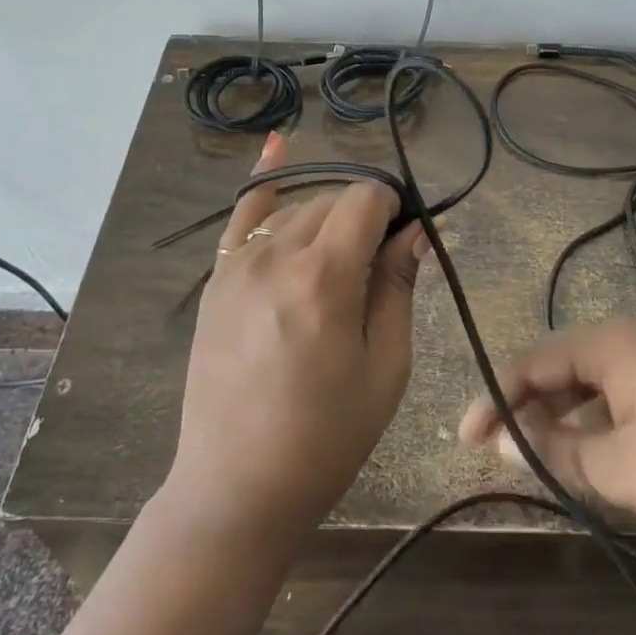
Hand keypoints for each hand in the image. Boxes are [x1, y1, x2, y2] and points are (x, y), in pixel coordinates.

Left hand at [165, 132, 428, 545]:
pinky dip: (263, 180)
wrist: (236, 488)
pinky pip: (242, 215)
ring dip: (328, 219)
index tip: (407, 236)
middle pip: (333, 201)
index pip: (367, 200)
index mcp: (324, 278)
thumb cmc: (325, 438)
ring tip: (343, 260)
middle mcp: (276, 255)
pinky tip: (276, 147)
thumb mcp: (384, 368)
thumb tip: (418, 230)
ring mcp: (238, 264)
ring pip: (298, 210)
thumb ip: (398, 287)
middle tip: (380, 264)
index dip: (394, 208)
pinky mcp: (217, 278)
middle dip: (364, 216)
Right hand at [458, 316, 635, 545]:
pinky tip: (590, 451)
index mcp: (610, 342)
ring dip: (562, 415)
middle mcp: (631, 333)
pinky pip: (620, 389)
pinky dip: (596, 418)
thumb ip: (556, 453)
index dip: (495, 399)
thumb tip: (507, 444)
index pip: (533, 362)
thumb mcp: (619, 469)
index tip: (467, 437)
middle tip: (500, 450)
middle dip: (527, 406)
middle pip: (560, 365)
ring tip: (539, 455)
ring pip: (591, 379)